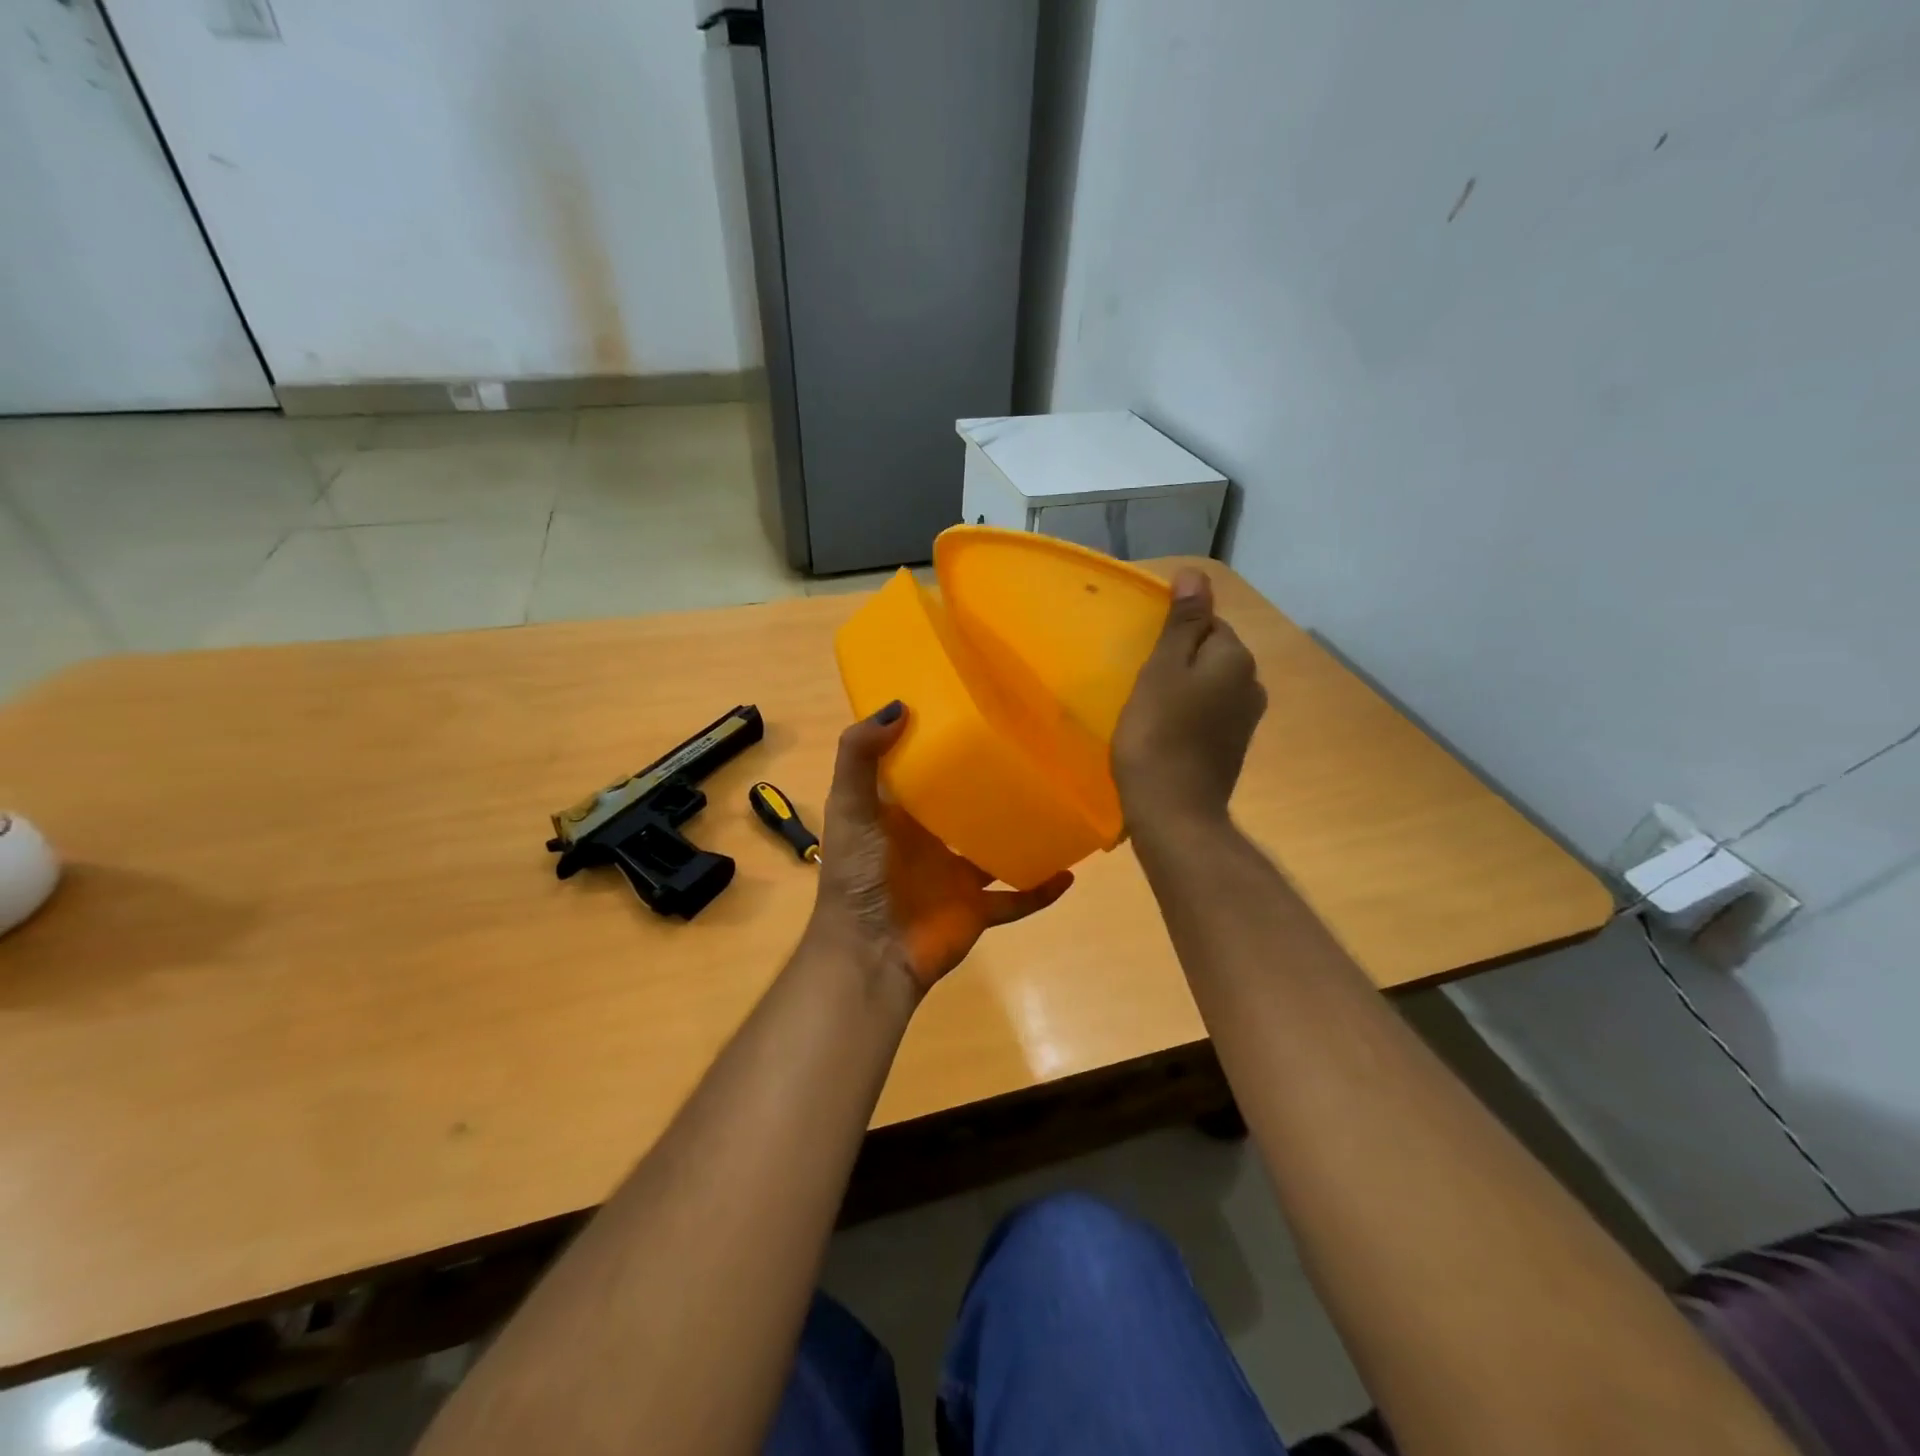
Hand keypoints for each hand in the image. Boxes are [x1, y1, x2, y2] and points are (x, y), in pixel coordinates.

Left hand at [811, 703, 1073, 992]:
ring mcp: (956, 877)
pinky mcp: (976, 909)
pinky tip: (1069, 872)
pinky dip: (1041, 890)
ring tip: (1058, 803)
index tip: (974, 709)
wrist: (870, 953)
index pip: (923, 770)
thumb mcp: (849, 807)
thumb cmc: (859, 875)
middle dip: (991, 784)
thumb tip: (900, 705)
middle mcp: (929, 841)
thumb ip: (860, 755)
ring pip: (997, 849)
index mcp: (899, 814)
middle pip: (966, 806)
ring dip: (1022, 832)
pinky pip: (1017, 899)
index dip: (942, 743)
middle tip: (1031, 751)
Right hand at [1112, 569, 1266, 834]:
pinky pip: (1209, 715)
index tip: (1144, 655)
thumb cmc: (1158, 734)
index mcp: (1236, 658)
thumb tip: (1197, 574)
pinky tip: (1164, 732)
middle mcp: (1251, 684)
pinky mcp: (1233, 748)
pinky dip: (1189, 716)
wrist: (1174, 812)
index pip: (1208, 623)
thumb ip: (1183, 622)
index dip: (1173, 634)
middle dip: (1179, 661)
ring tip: (1148, 707)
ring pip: (1209, 686)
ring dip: (1183, 690)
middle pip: (1210, 655)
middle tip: (1140, 681)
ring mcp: (1245, 720)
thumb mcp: (1163, 669)